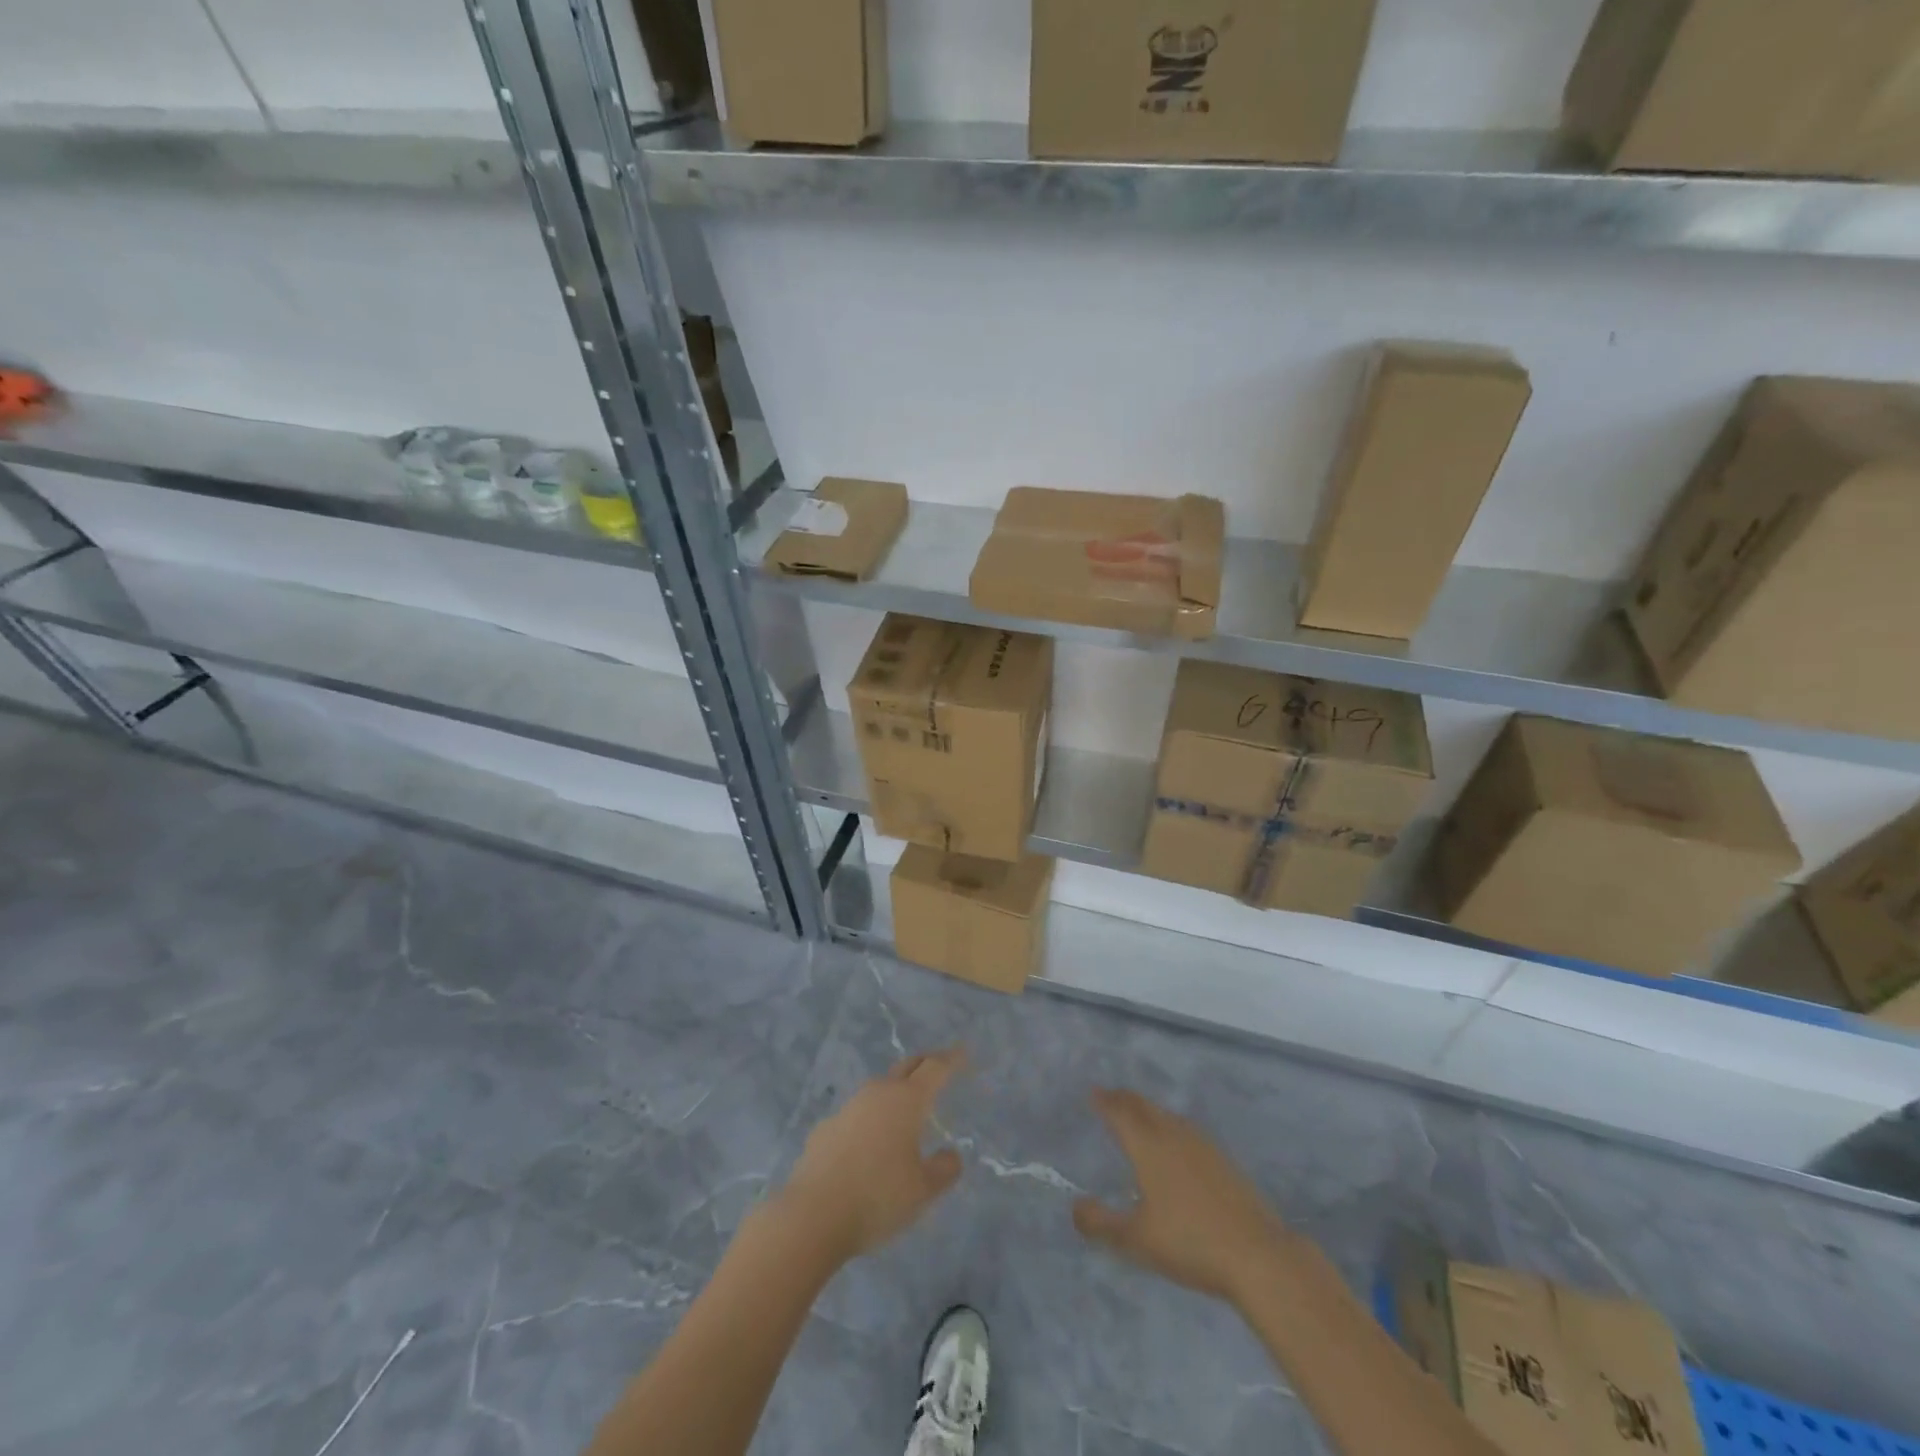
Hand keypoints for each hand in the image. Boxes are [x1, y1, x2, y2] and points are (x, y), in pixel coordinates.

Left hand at [779, 1048, 966, 1262]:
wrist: (811, 1216)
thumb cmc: (877, 1198)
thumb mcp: (922, 1191)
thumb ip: (943, 1170)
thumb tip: (951, 1155)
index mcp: (907, 1101)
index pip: (935, 1068)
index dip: (951, 1059)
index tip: (963, 1053)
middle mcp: (877, 1093)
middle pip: (906, 1068)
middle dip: (924, 1064)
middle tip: (938, 1067)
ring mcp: (848, 1108)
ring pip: (879, 1090)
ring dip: (895, 1092)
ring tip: (906, 1108)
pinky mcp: (825, 1128)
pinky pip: (856, 1115)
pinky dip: (870, 1119)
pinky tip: (869, 1143)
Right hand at [1074, 1088, 1296, 1304]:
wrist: (1257, 1255)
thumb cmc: (1189, 1243)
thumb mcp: (1136, 1239)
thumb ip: (1100, 1223)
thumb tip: (1075, 1206)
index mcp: (1148, 1146)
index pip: (1120, 1113)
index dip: (1104, 1101)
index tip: (1093, 1092)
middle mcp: (1173, 1135)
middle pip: (1144, 1107)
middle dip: (1125, 1098)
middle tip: (1110, 1094)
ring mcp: (1202, 1145)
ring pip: (1167, 1116)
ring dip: (1148, 1110)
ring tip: (1139, 1114)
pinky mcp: (1223, 1160)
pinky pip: (1186, 1130)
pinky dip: (1170, 1125)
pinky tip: (1176, 1143)